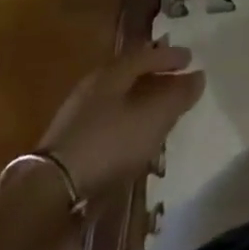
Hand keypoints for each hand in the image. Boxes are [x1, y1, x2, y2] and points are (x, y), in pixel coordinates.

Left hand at [39, 43, 204, 195]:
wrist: (50, 195)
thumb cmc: (108, 144)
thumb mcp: (153, 118)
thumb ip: (178, 96)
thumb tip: (198, 76)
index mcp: (111, 73)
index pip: (146, 54)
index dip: (170, 55)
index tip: (191, 58)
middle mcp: (93, 88)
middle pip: (130, 75)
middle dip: (155, 76)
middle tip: (176, 81)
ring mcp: (78, 118)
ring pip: (118, 100)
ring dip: (141, 102)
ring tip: (160, 112)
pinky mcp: (71, 147)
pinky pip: (108, 124)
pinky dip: (127, 124)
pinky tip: (136, 139)